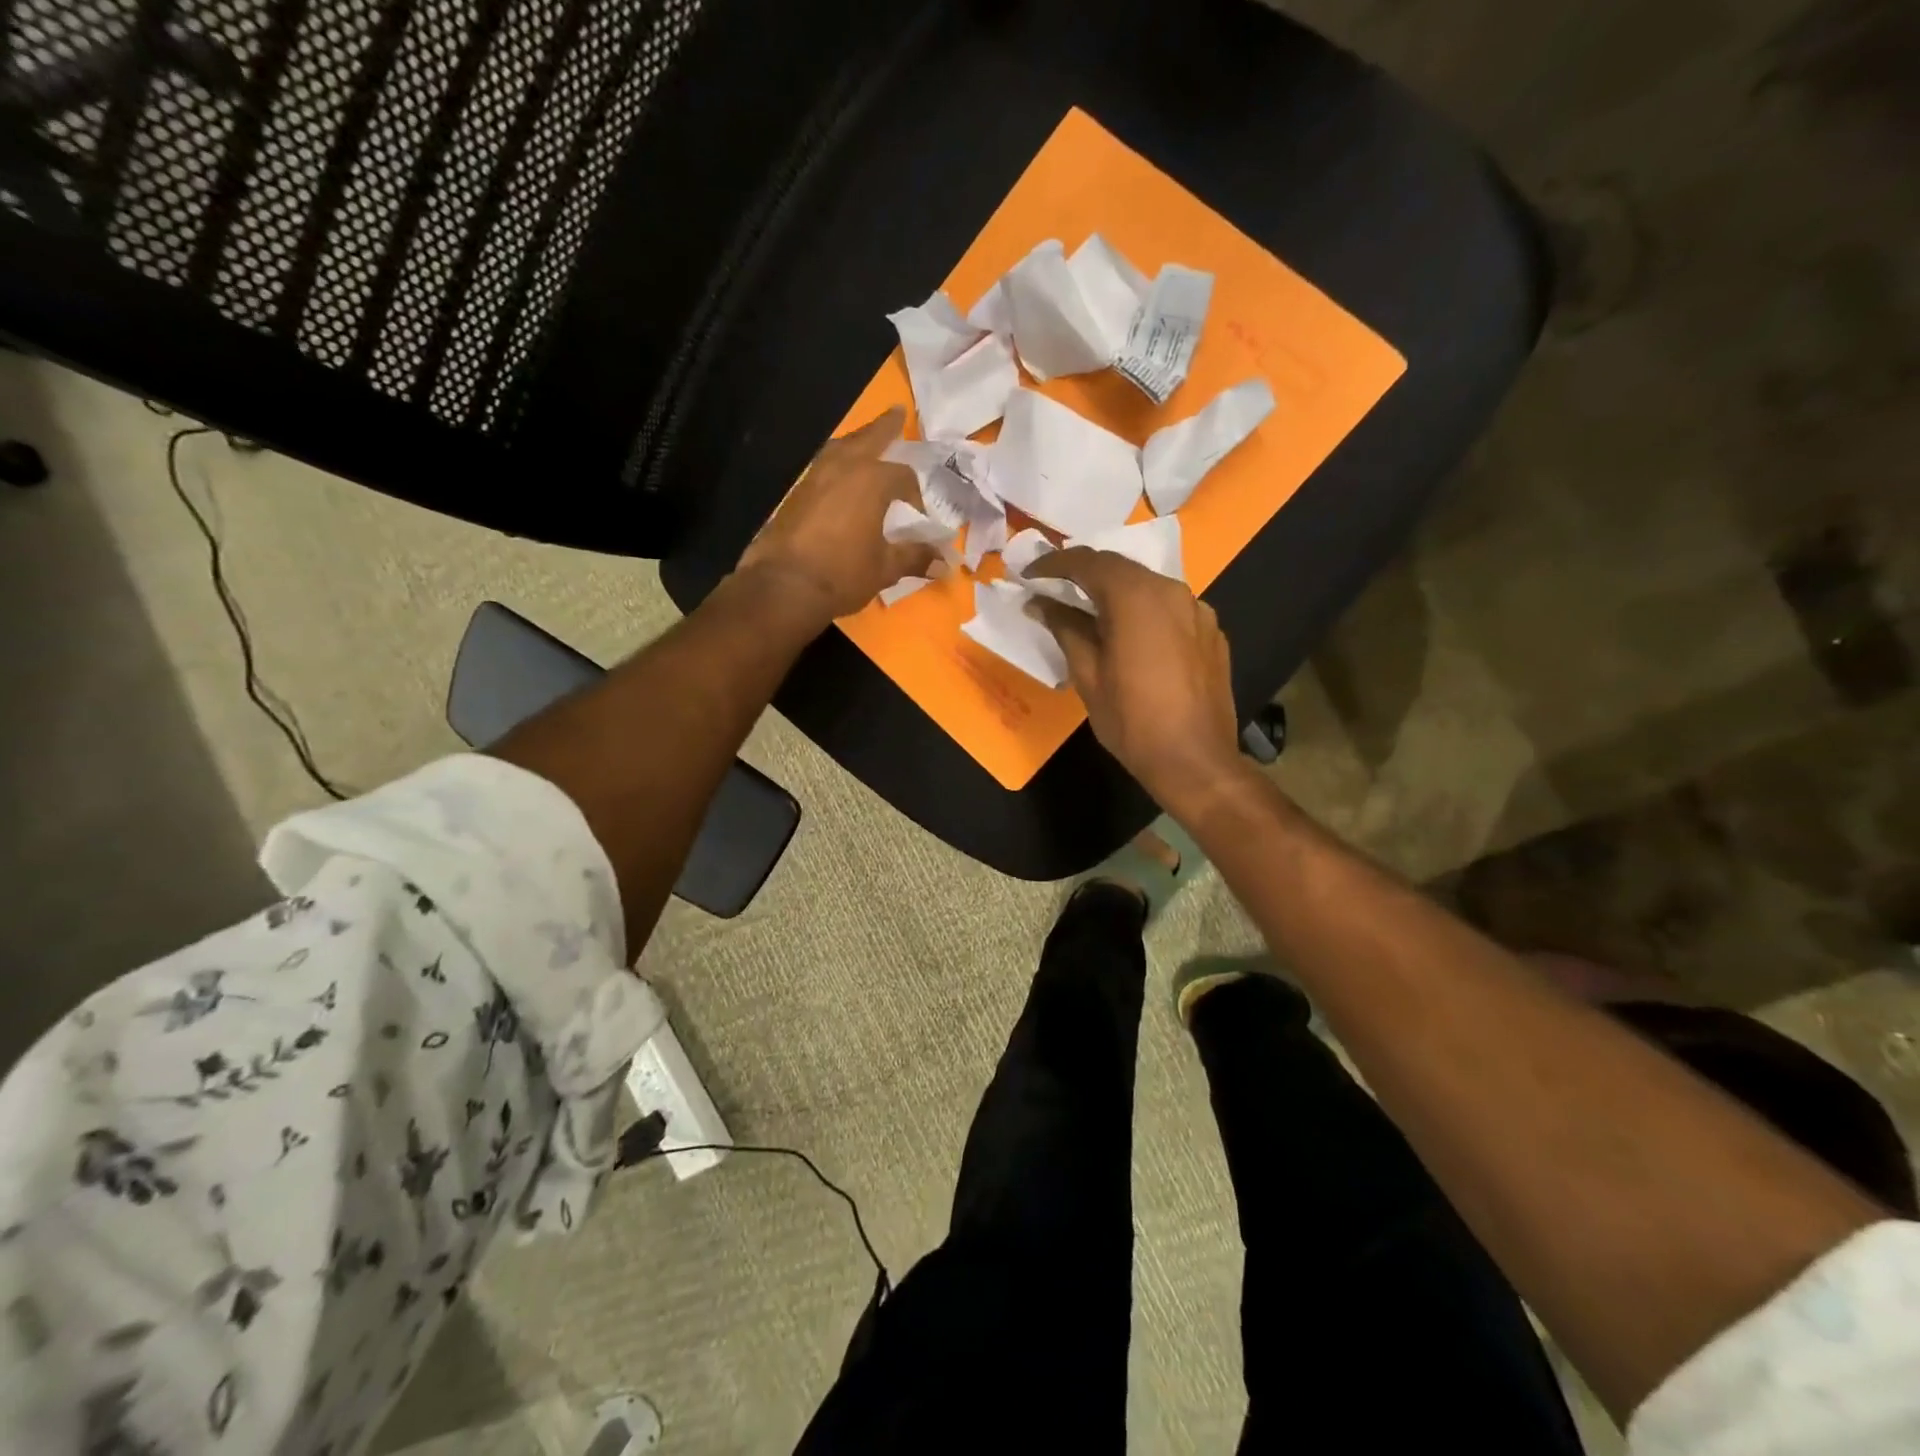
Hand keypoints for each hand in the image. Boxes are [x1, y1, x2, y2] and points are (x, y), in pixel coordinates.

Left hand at [734, 407, 933, 626]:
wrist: (784, 586)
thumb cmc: (843, 573)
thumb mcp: (885, 568)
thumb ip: (914, 558)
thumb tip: (945, 564)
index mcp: (872, 481)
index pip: (903, 477)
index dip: (915, 495)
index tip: (917, 517)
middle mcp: (843, 468)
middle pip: (868, 439)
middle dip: (884, 427)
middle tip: (897, 412)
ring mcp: (814, 478)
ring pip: (840, 449)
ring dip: (856, 443)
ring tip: (865, 443)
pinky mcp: (795, 494)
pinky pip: (822, 468)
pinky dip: (836, 465)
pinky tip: (839, 479)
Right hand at [1028, 548, 1244, 808]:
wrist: (1195, 761)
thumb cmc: (1132, 721)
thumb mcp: (1087, 675)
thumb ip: (1065, 628)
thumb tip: (1040, 602)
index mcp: (1137, 597)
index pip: (1088, 562)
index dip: (1054, 564)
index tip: (1029, 574)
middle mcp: (1172, 591)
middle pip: (1121, 568)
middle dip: (1084, 573)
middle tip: (1053, 588)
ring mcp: (1198, 610)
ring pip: (1147, 586)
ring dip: (1115, 591)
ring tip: (1088, 611)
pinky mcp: (1211, 632)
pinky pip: (1169, 608)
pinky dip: (1142, 611)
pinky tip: (1129, 635)